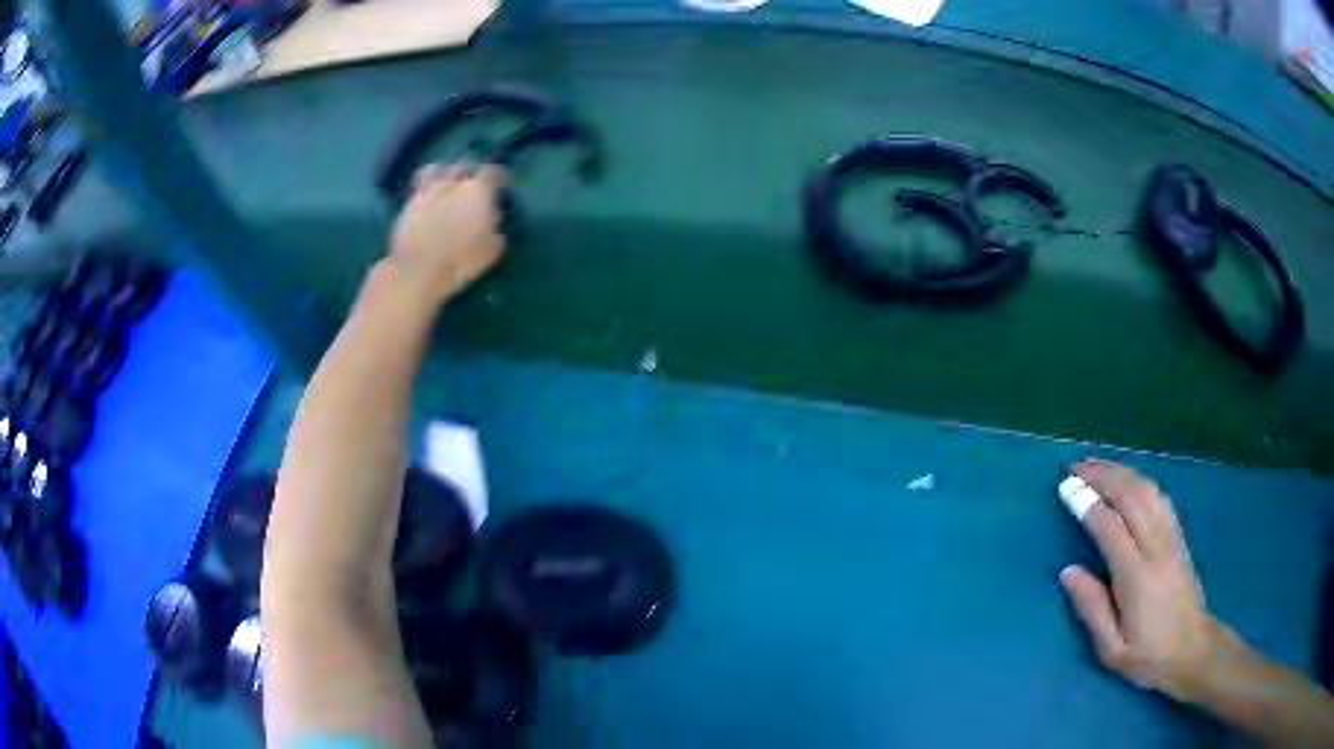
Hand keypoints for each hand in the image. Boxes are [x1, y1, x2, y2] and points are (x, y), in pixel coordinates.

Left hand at [388, 163, 505, 304]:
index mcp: (479, 189)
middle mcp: (454, 182)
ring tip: (446, 183)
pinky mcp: (409, 201)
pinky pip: (420, 185)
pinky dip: (426, 187)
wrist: (419, 269)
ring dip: (444, 173)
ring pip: (438, 168)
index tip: (500, 185)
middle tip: (473, 184)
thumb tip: (492, 219)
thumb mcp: (492, 249)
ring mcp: (429, 189)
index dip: (498, 177)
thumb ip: (495, 228)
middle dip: (471, 172)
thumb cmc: (462, 260)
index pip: (494, 171)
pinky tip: (428, 198)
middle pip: (465, 165)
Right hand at [1059, 459, 1223, 702]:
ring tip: (1097, 466)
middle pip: (1130, 497)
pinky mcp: (1179, 536)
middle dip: (1102, 476)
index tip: (1065, 487)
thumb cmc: (1148, 655)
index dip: (1086, 502)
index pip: (1109, 526)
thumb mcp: (1112, 648)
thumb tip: (1068, 572)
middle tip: (1076, 466)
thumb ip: (1091, 608)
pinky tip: (1129, 481)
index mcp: (1137, 576)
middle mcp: (1156, 547)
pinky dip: (1140, 481)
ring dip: (1121, 472)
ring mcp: (1171, 538)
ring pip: (1147, 490)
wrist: (1192, 649)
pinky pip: (1159, 497)